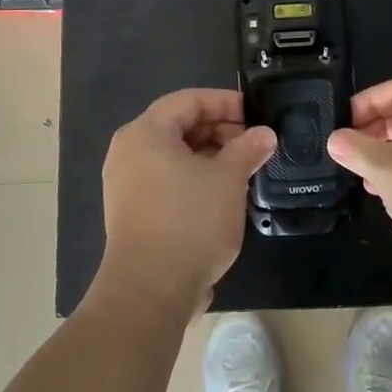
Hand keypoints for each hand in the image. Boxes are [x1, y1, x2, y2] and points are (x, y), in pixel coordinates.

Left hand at [98, 88, 275, 317]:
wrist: (150, 290)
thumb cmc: (190, 220)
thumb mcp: (228, 179)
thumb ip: (247, 149)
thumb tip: (265, 134)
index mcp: (146, 133)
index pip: (188, 100)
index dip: (225, 102)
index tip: (256, 114)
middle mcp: (129, 152)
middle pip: (179, 126)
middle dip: (220, 130)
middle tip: (255, 144)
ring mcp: (126, 184)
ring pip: (174, 156)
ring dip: (210, 157)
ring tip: (245, 169)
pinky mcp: (132, 212)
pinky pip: (167, 180)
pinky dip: (194, 179)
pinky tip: (223, 195)